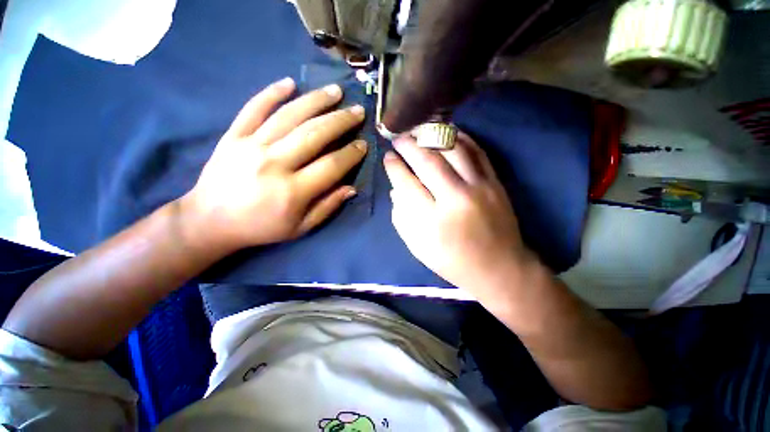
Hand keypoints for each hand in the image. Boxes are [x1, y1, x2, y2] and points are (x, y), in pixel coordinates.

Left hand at [181, 77, 366, 249]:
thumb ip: (328, 207)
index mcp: (293, 191)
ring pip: (289, 116)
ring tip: (335, 91)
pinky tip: (290, 83)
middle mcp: (274, 164)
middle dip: (341, 120)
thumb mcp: (301, 228)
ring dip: (316, 101)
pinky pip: (253, 108)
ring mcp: (251, 146)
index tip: (363, 144)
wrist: (210, 221)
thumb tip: (352, 188)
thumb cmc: (262, 227)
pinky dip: (271, 93)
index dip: (351, 154)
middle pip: (314, 134)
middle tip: (357, 111)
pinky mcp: (233, 136)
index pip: (331, 166)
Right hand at [384, 133, 535, 301]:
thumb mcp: (418, 246)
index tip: (388, 157)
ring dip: (432, 135)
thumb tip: (396, 187)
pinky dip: (459, 138)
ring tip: (419, 131)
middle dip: (408, 145)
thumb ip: (401, 216)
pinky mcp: (495, 182)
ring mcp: (480, 187)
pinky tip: (446, 134)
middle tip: (398, 138)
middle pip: (428, 161)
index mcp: (432, 221)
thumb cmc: (452, 262)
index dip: (394, 166)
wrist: (499, 268)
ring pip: (453, 149)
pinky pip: (476, 151)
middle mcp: (456, 198)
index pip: (407, 183)